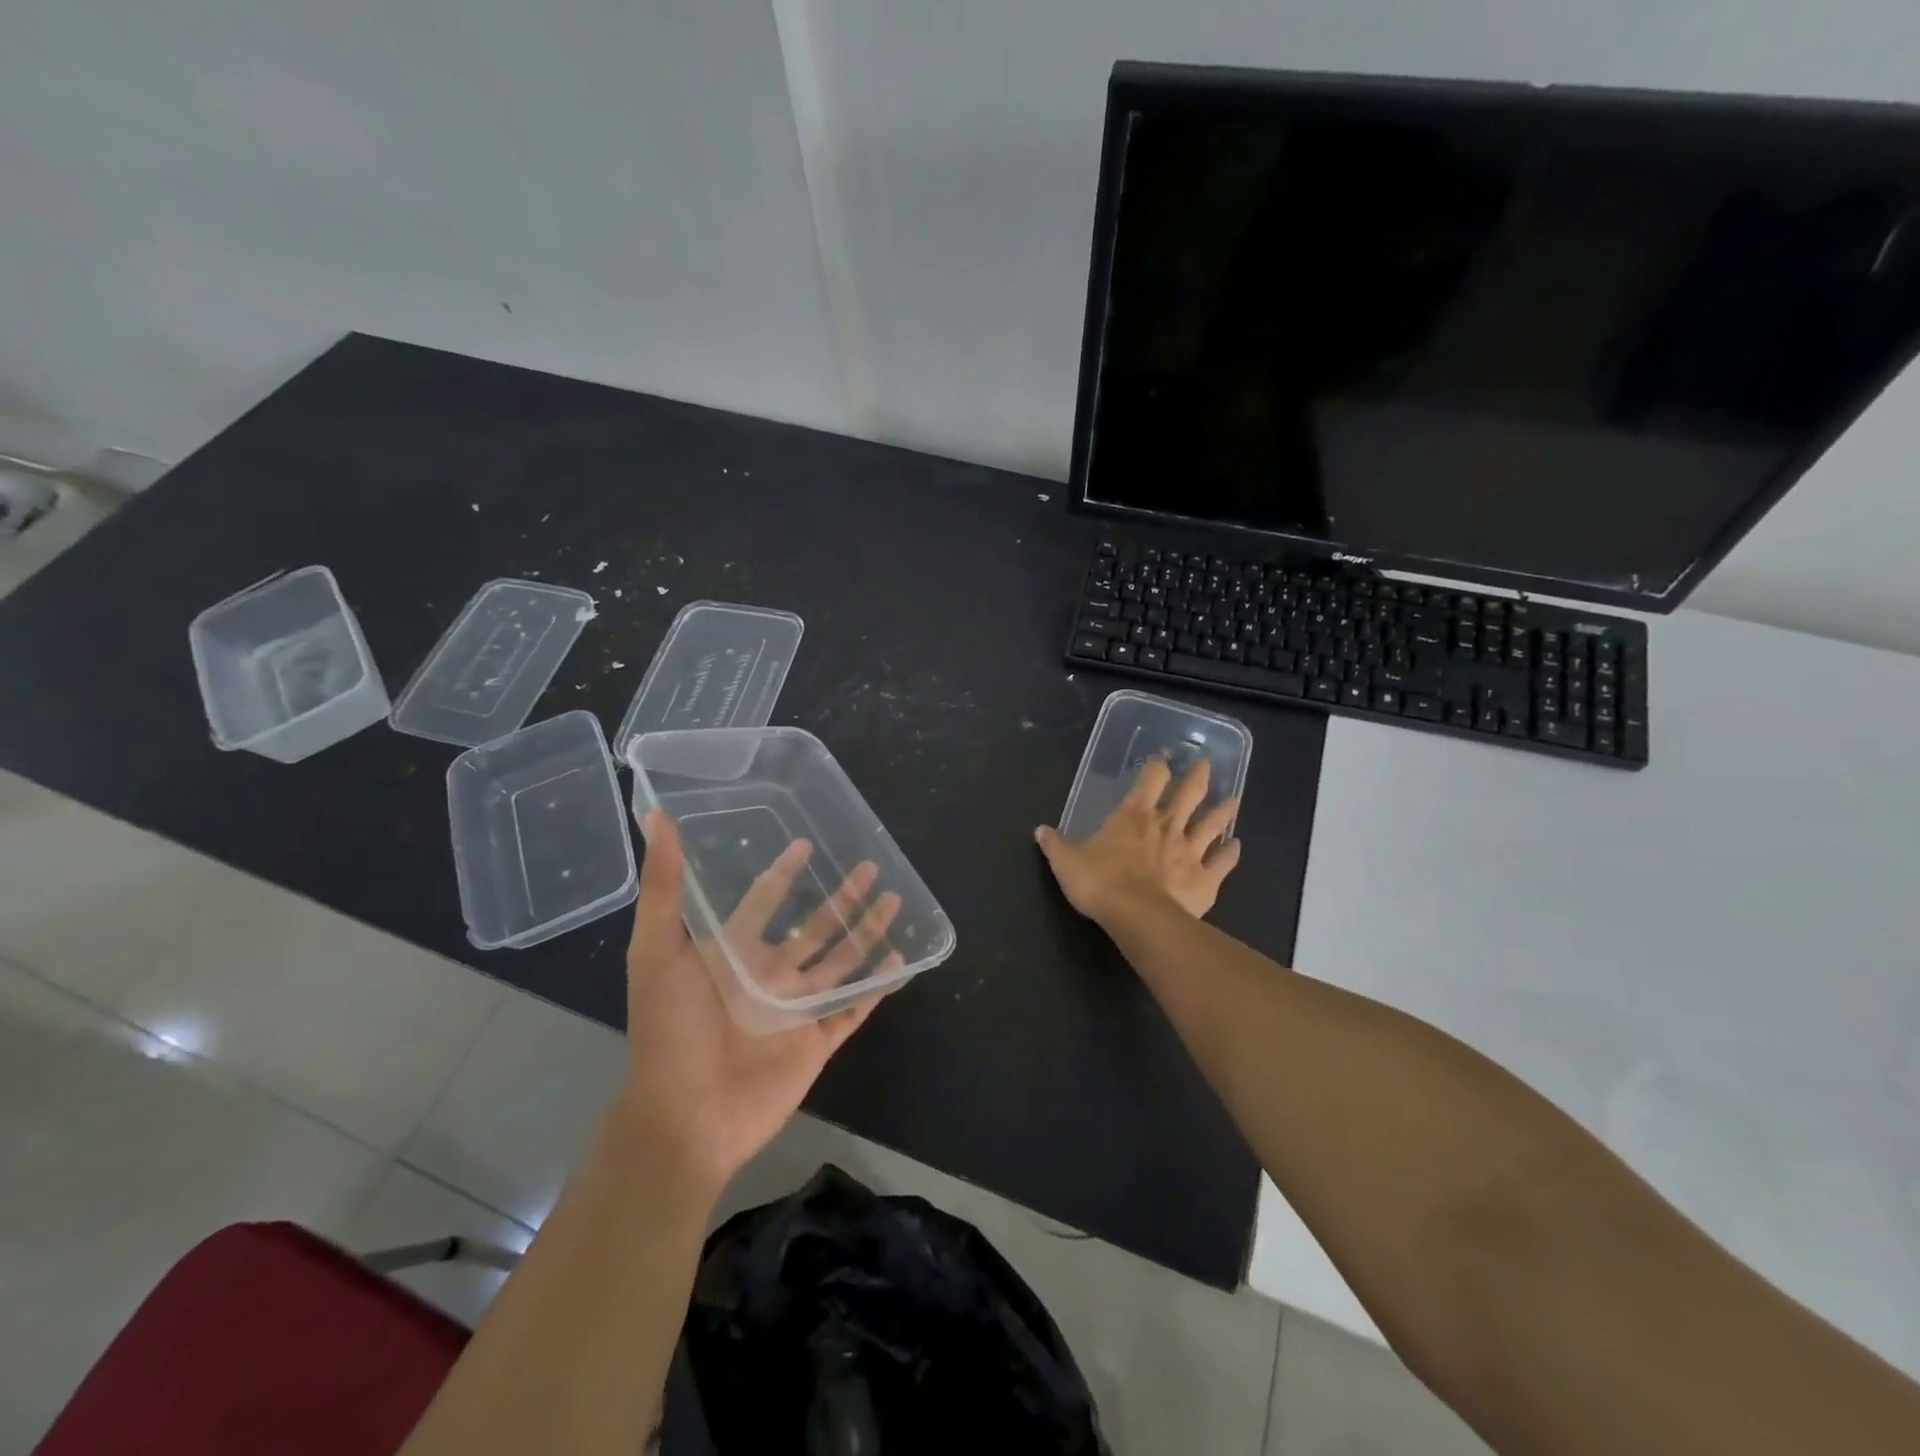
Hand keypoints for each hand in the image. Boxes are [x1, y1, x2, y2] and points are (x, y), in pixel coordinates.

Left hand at [614, 810, 895, 1196]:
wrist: (685, 1116)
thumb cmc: (669, 1030)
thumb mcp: (655, 951)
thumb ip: (664, 888)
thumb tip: (656, 819)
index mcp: (734, 954)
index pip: (764, 900)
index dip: (782, 872)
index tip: (804, 844)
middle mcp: (768, 975)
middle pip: (814, 926)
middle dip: (841, 896)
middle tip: (869, 866)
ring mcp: (795, 1009)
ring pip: (841, 960)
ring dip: (866, 931)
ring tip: (893, 900)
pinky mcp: (816, 1041)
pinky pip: (854, 1009)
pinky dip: (877, 987)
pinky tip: (900, 960)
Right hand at [1034, 757, 1240, 922]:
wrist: (1137, 917)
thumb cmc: (1100, 882)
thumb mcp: (1066, 862)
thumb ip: (1056, 844)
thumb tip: (1040, 830)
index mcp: (1134, 816)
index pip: (1150, 779)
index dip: (1157, 766)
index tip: (1162, 759)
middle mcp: (1167, 826)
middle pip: (1189, 793)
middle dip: (1198, 776)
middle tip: (1205, 764)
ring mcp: (1190, 851)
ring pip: (1213, 824)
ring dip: (1223, 811)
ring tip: (1233, 800)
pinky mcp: (1205, 879)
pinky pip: (1223, 863)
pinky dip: (1231, 854)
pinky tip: (1237, 847)